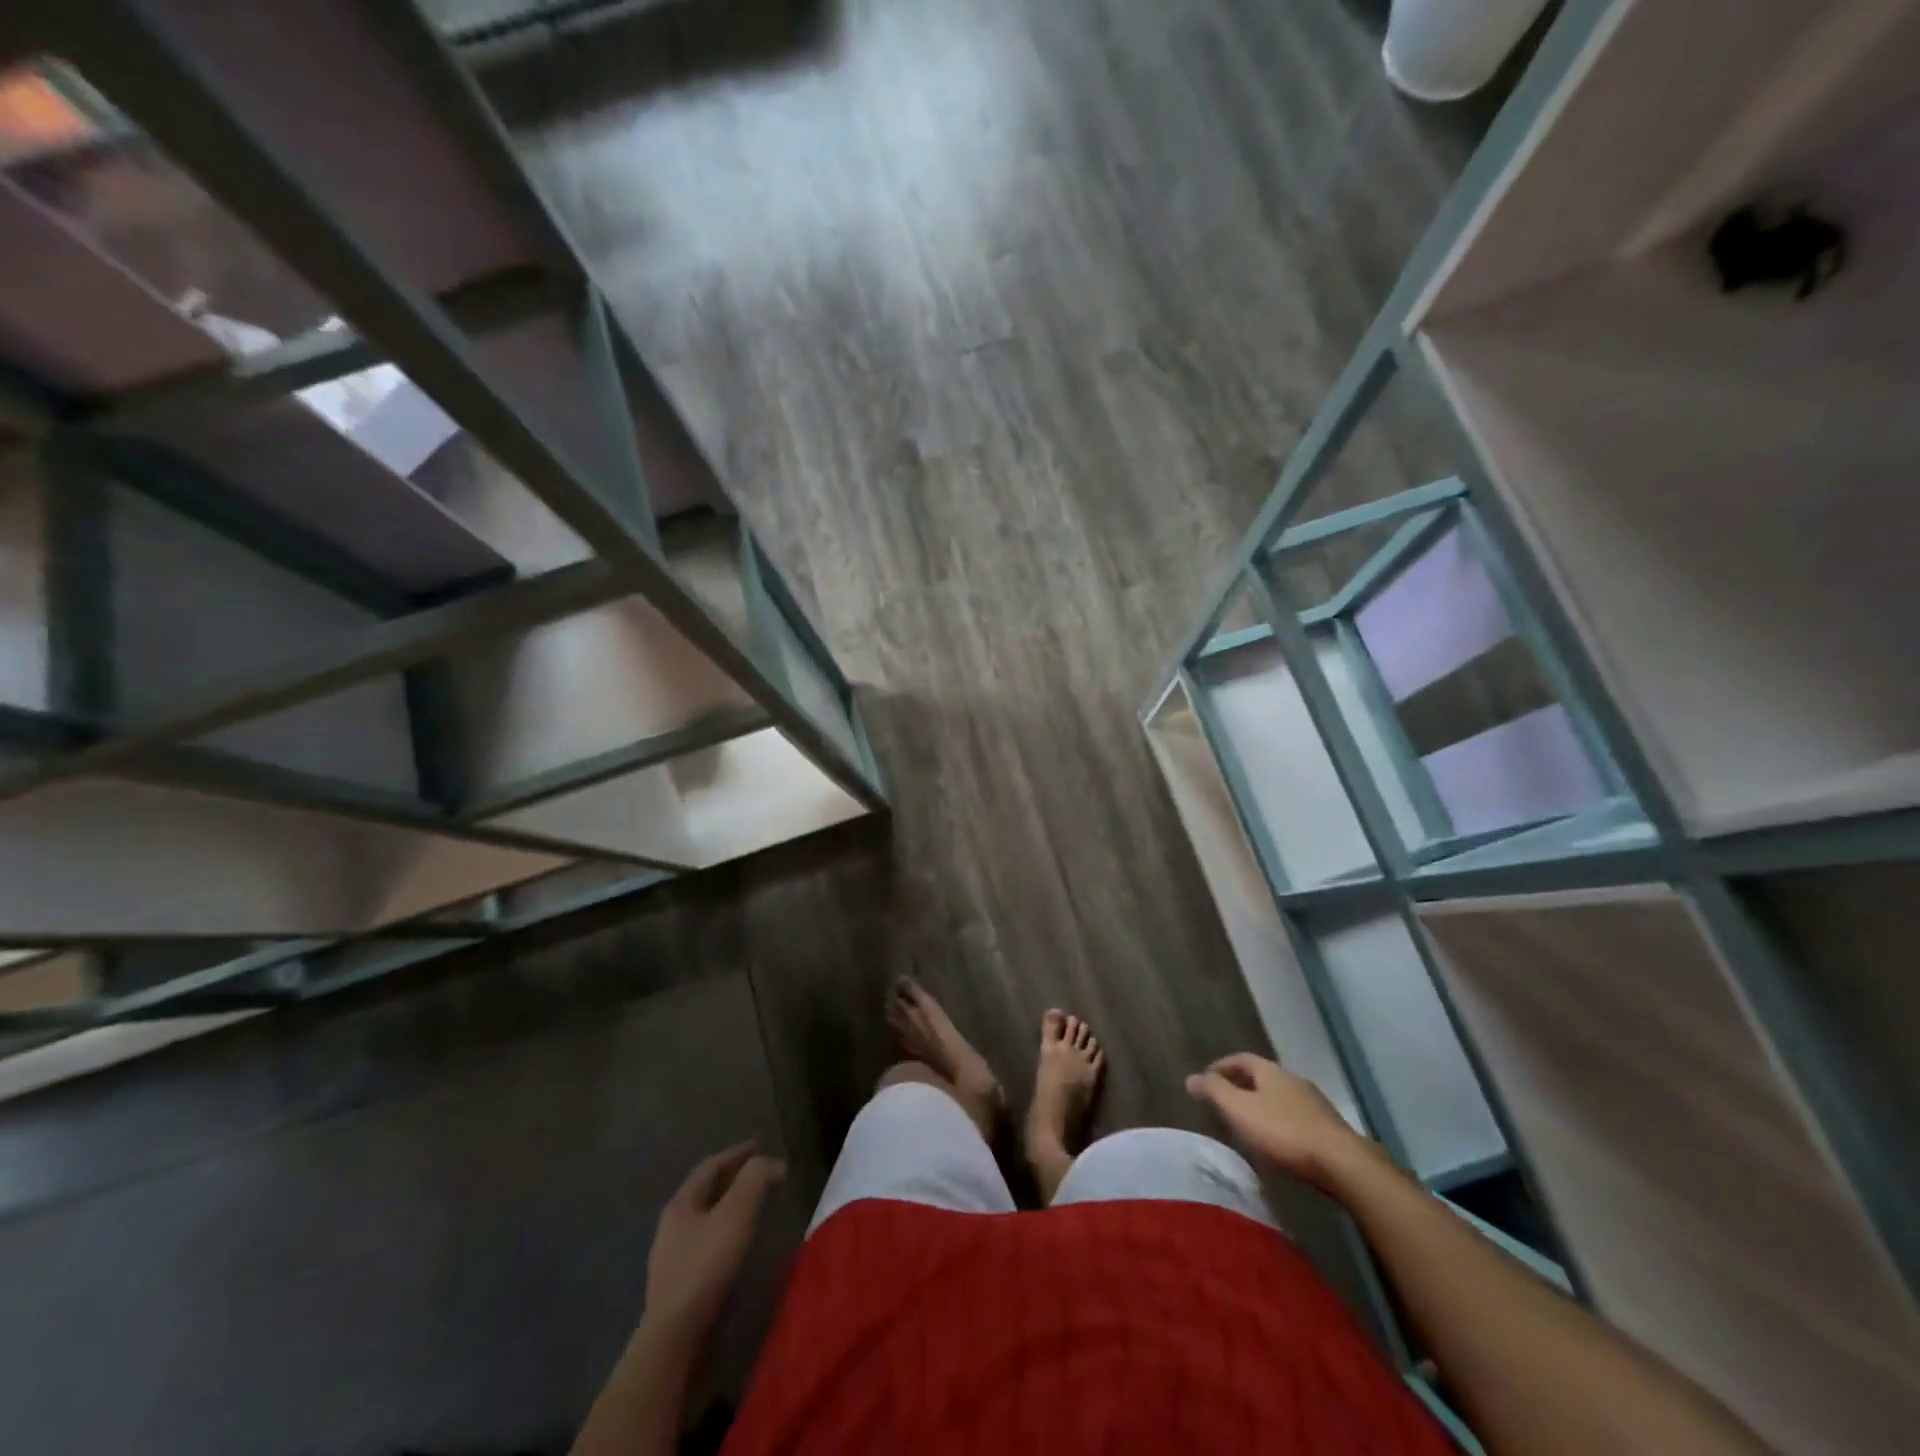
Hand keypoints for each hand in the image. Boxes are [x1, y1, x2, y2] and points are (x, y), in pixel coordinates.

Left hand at [644, 1142, 785, 1341]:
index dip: (737, 1153)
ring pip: (705, 1219)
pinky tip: (739, 1244)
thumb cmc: (705, 1267)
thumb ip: (755, 1180)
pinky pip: (706, 1244)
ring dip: (730, 1206)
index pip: (710, 1166)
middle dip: (733, 1178)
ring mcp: (672, 1258)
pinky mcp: (679, 1286)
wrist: (675, 1339)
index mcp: (681, 1203)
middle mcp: (672, 1226)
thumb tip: (773, 1162)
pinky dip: (726, 1232)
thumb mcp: (736, 1214)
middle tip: (761, 1174)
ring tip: (755, 1206)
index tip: (761, 1145)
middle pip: (705, 1191)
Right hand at [1187, 1054, 1375, 1188]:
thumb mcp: (1240, 1110)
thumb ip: (1214, 1092)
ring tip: (1247, 1125)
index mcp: (1271, 1071)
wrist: (1343, 1165)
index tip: (1206, 1080)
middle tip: (1224, 1102)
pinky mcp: (1329, 1130)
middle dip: (1241, 1086)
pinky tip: (1277, 1143)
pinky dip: (1279, 1123)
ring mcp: (1315, 1105)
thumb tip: (1190, 1077)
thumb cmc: (1284, 1132)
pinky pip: (1295, 1118)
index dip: (1222, 1066)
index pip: (1241, 1059)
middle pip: (1262, 1077)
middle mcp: (1294, 1081)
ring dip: (1262, 1106)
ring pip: (1280, 1098)